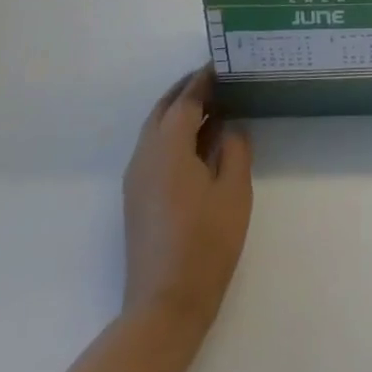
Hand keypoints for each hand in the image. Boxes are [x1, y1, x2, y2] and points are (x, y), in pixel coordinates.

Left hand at [122, 66, 252, 342]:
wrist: (164, 308)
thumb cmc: (205, 245)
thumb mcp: (234, 192)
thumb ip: (235, 149)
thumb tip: (231, 125)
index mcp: (168, 148)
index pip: (185, 100)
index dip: (203, 80)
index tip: (223, 63)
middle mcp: (145, 156)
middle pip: (164, 110)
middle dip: (187, 90)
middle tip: (218, 80)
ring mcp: (137, 179)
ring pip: (155, 130)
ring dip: (180, 112)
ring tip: (214, 106)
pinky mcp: (137, 198)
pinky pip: (154, 149)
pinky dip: (174, 134)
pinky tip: (200, 143)